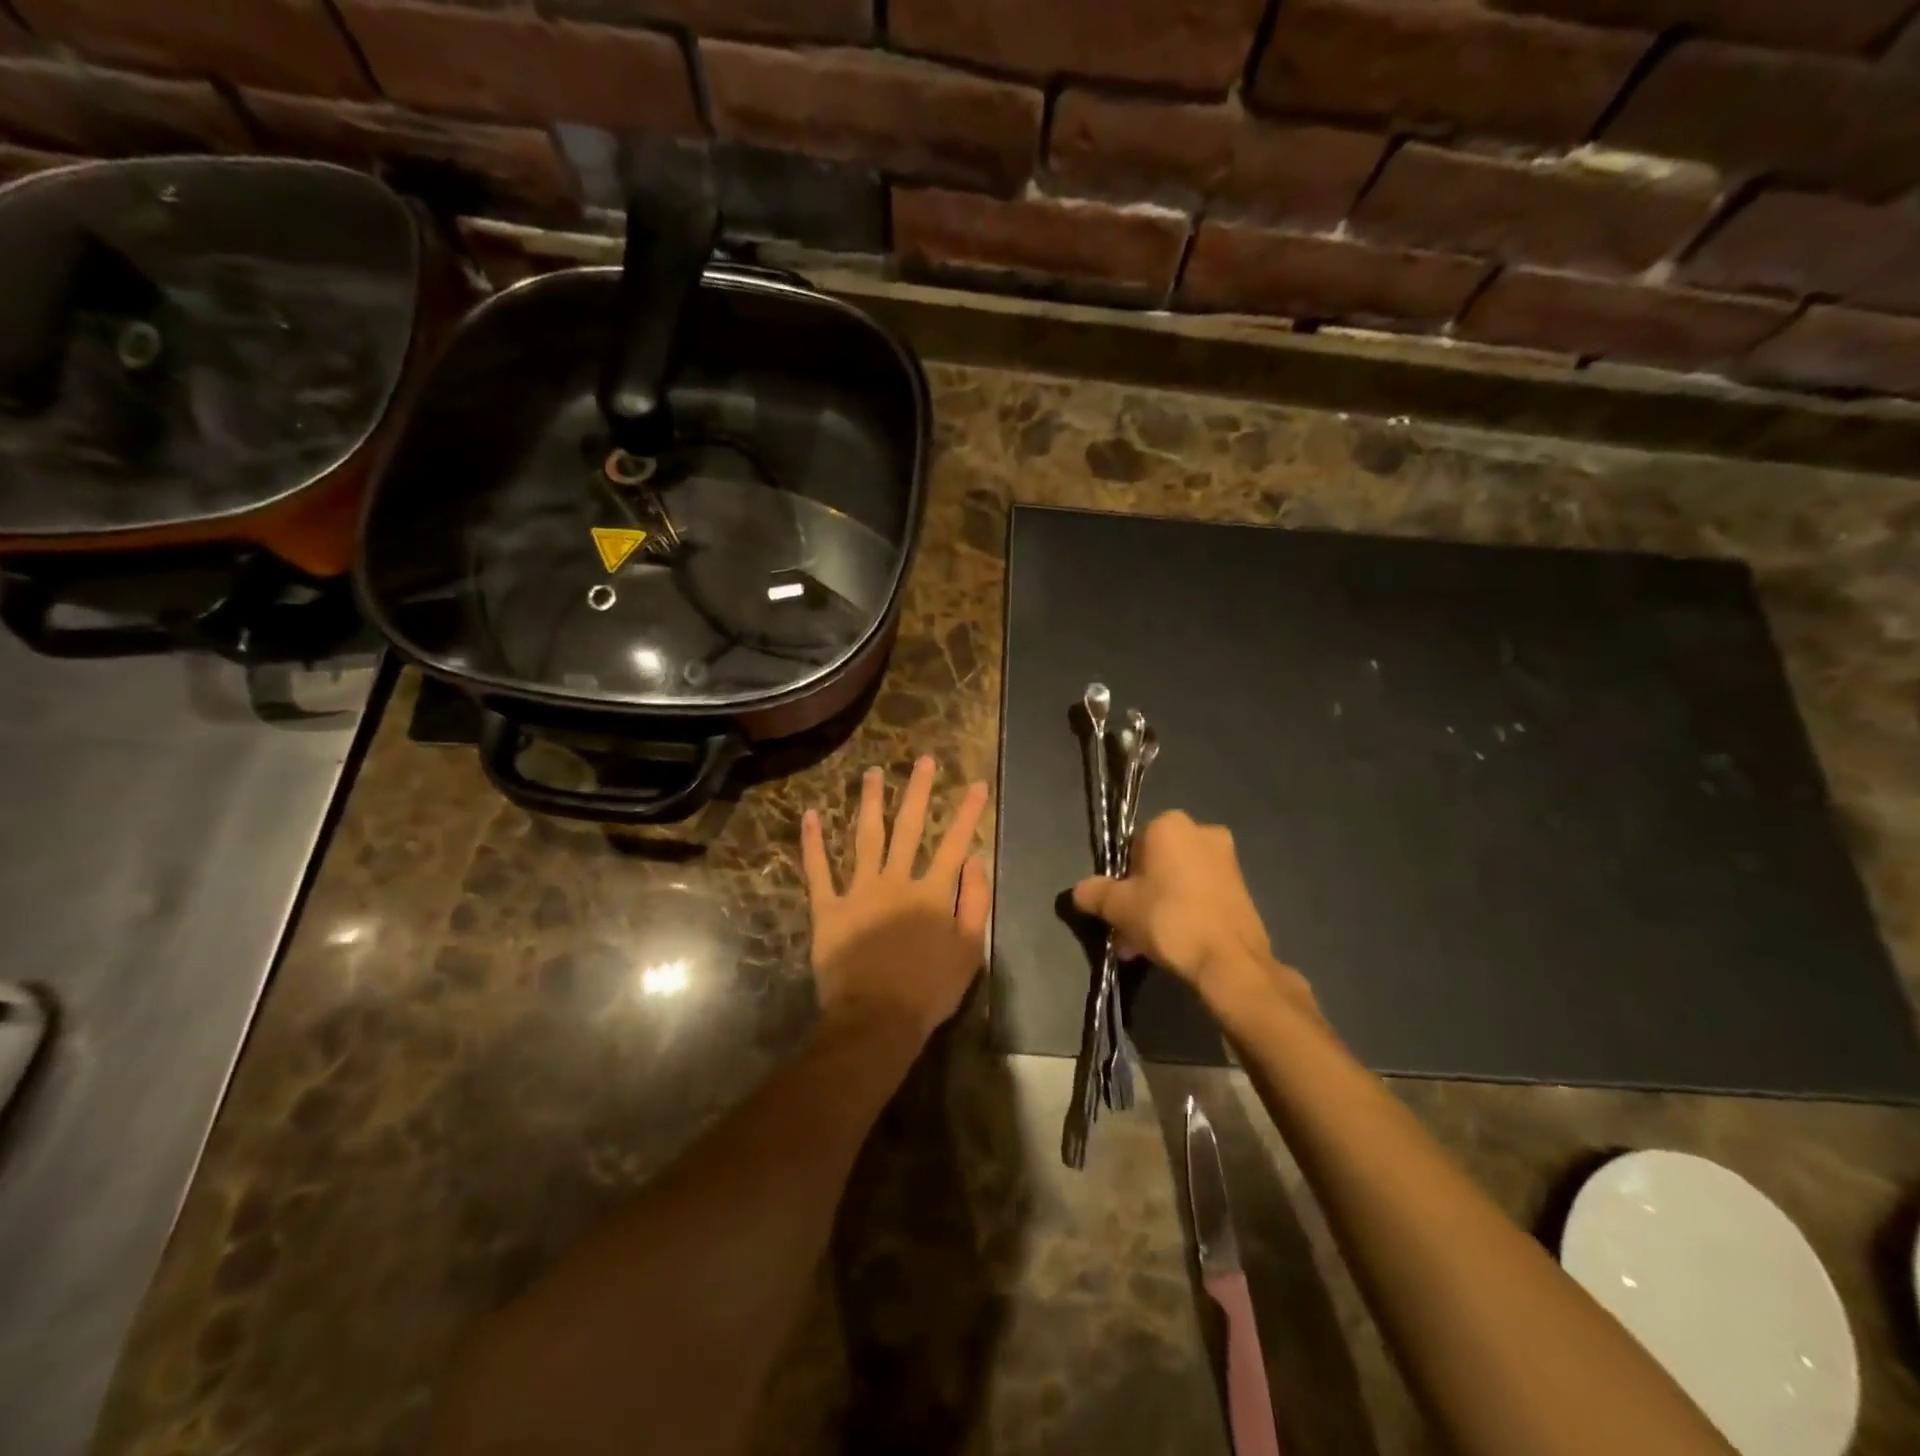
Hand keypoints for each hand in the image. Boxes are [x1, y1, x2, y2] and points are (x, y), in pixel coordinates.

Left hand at [801, 757, 990, 1042]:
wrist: (877, 1019)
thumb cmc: (929, 989)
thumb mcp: (970, 950)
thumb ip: (976, 902)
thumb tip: (976, 860)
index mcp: (932, 892)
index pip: (955, 843)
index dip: (968, 813)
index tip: (976, 784)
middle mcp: (896, 881)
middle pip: (909, 828)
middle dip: (918, 791)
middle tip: (923, 760)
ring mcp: (859, 891)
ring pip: (866, 837)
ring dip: (870, 802)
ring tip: (873, 773)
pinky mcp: (828, 908)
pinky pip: (818, 871)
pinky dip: (812, 843)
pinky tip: (810, 815)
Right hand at [1072, 810, 1314, 1020]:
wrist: (1230, 961)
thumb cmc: (1168, 919)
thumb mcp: (1118, 907)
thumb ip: (1094, 893)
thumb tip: (1080, 891)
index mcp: (1170, 824)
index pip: (1131, 845)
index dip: (1119, 877)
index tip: (1115, 907)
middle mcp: (1202, 832)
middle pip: (1156, 865)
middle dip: (1139, 897)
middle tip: (1127, 932)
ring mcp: (1227, 861)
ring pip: (1177, 883)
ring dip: (1158, 909)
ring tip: (1144, 948)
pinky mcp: (1242, 889)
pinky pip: (1199, 896)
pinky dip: (1184, 914)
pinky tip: (1172, 947)